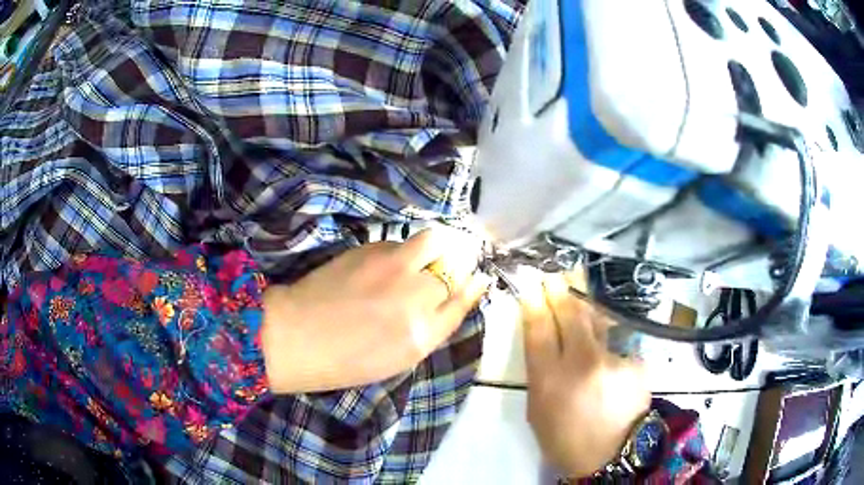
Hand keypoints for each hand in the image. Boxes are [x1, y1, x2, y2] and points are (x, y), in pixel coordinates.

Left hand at [261, 228, 491, 393]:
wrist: (298, 335)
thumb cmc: (348, 359)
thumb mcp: (402, 356)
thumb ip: (436, 325)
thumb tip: (463, 292)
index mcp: (422, 333)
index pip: (464, 297)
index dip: (472, 285)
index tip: (475, 277)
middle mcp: (414, 295)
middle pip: (455, 266)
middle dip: (457, 266)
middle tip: (443, 271)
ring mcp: (391, 267)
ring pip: (435, 241)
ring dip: (438, 247)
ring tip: (423, 260)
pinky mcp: (369, 249)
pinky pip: (403, 242)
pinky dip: (406, 250)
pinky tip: (389, 265)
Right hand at [521, 273, 649, 477]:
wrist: (611, 454)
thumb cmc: (565, 437)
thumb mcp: (537, 409)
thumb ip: (540, 370)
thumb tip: (542, 335)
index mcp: (550, 381)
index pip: (539, 329)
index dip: (535, 303)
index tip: (532, 284)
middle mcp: (582, 364)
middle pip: (570, 314)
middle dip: (560, 289)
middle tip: (554, 272)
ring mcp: (613, 361)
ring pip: (597, 319)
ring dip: (585, 301)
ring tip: (577, 280)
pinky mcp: (635, 362)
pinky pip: (617, 339)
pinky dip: (608, 335)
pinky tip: (605, 336)